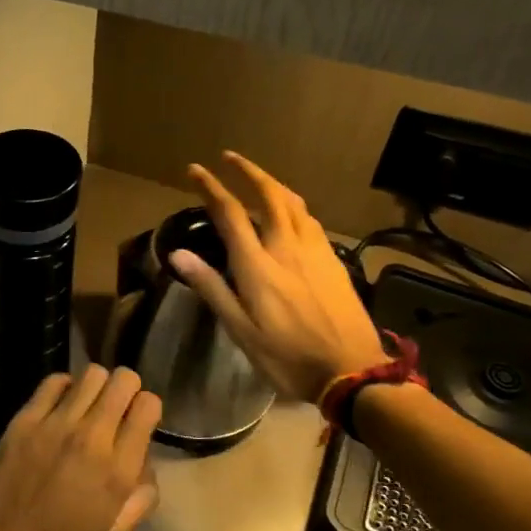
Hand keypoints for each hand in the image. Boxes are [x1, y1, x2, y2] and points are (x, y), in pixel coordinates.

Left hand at [0, 366, 161, 530]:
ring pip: (92, 374)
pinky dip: (64, 387)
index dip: (147, 408)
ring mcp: (57, 423)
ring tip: (89, 404)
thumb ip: (141, 497)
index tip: (137, 421)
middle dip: (127, 388)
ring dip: (97, 385)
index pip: (148, 405)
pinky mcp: (27, 418)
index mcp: (119, 470)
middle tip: (116, 406)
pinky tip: (61, 405)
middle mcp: (93, 438)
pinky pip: (54, 381)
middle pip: (123, 380)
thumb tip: (146, 463)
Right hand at [170, 152, 387, 402]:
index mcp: (258, 265)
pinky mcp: (334, 261)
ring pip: (294, 203)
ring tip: (259, 178)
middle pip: (269, 195)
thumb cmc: (287, 356)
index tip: (195, 170)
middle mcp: (287, 247)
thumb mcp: (240, 330)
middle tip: (230, 158)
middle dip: (248, 171)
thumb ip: (211, 287)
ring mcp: (315, 252)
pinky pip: (311, 220)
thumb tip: (177, 254)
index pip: (231, 213)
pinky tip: (292, 213)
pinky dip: (294, 205)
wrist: (352, 372)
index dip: (211, 187)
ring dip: (274, 183)